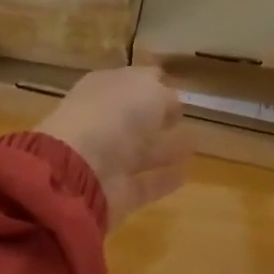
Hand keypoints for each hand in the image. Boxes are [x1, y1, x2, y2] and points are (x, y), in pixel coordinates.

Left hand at [37, 67, 192, 229]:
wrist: (79, 170)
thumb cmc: (114, 114)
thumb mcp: (148, 88)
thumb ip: (164, 94)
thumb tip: (171, 104)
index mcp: (104, 88)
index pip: (132, 81)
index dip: (154, 83)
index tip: (177, 86)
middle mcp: (103, 121)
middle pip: (135, 117)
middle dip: (158, 117)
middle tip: (185, 117)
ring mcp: (107, 158)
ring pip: (142, 150)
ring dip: (165, 148)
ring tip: (194, 145)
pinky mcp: (116, 192)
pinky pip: (145, 183)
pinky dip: (163, 180)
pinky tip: (185, 175)